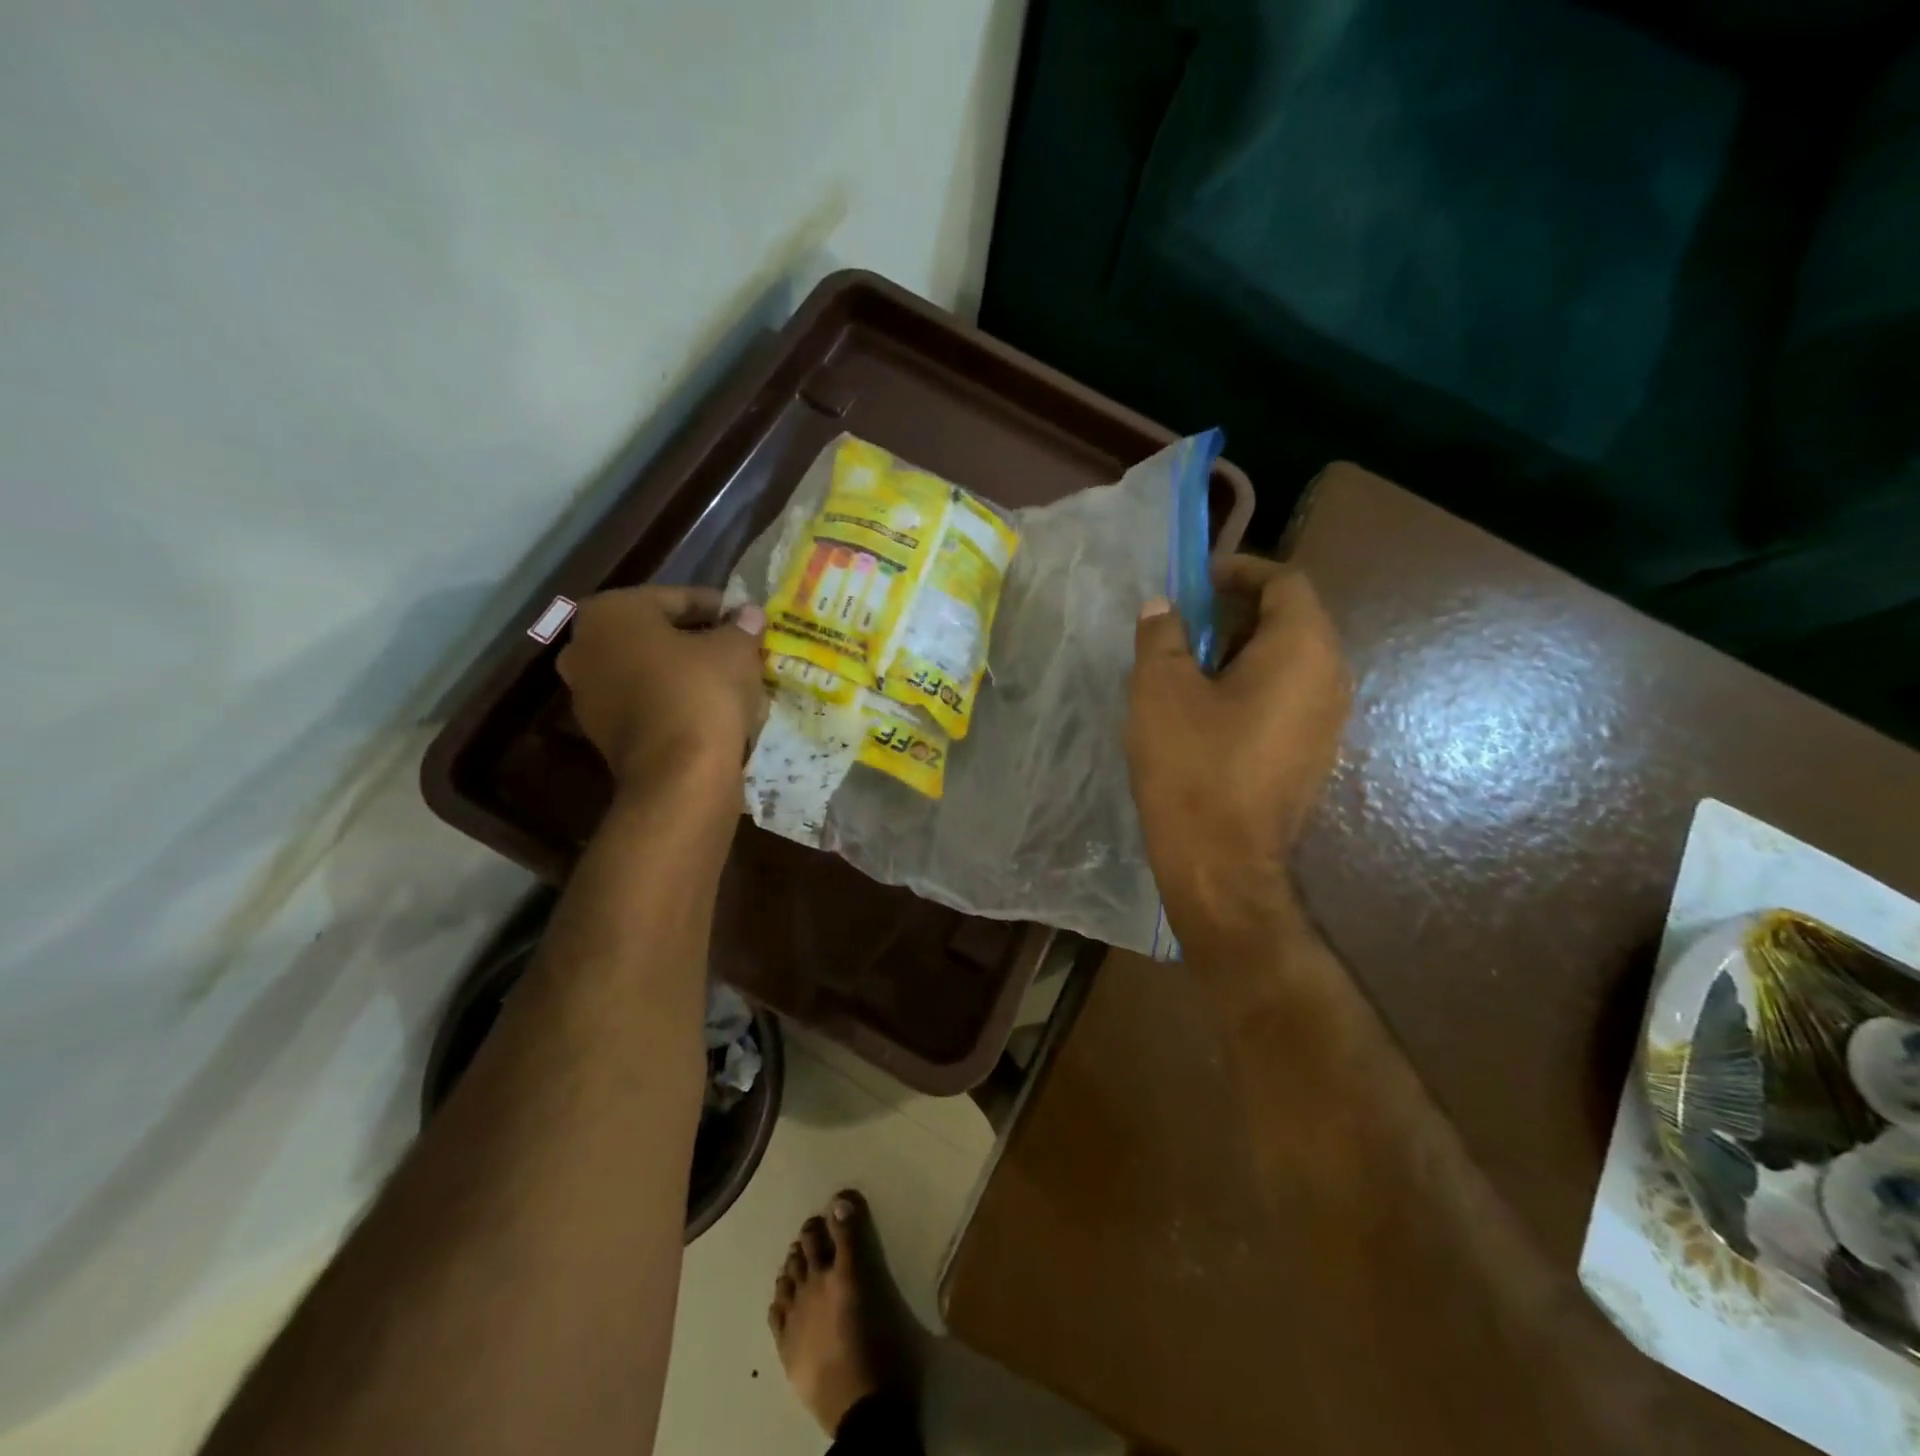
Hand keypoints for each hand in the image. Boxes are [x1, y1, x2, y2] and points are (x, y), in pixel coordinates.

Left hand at [556, 587, 767, 791]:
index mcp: (610, 612)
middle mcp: (585, 647)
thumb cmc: (702, 693)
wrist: (679, 775)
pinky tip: (710, 711)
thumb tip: (750, 614)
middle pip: (657, 635)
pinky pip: (647, 704)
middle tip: (737, 649)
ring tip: (729, 682)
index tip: (747, 620)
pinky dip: (674, 702)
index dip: (719, 608)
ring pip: (650, 671)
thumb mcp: (736, 650)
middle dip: (697, 640)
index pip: (677, 598)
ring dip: (685, 673)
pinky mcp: (602, 734)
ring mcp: (587, 694)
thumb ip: (742, 626)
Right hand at [1126, 556, 1350, 937]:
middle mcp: (1331, 678)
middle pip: (1292, 620)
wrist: (1221, 861)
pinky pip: (1289, 699)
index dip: (1241, 571)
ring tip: (1190, 665)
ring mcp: (1328, 722)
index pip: (1286, 582)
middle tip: (1186, 622)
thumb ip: (1162, 635)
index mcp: (1303, 649)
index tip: (1197, 581)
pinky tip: (1210, 711)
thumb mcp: (1160, 688)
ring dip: (1243, 651)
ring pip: (1290, 662)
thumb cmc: (1192, 764)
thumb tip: (1164, 608)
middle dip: (1238, 611)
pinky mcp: (1314, 755)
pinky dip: (1254, 686)